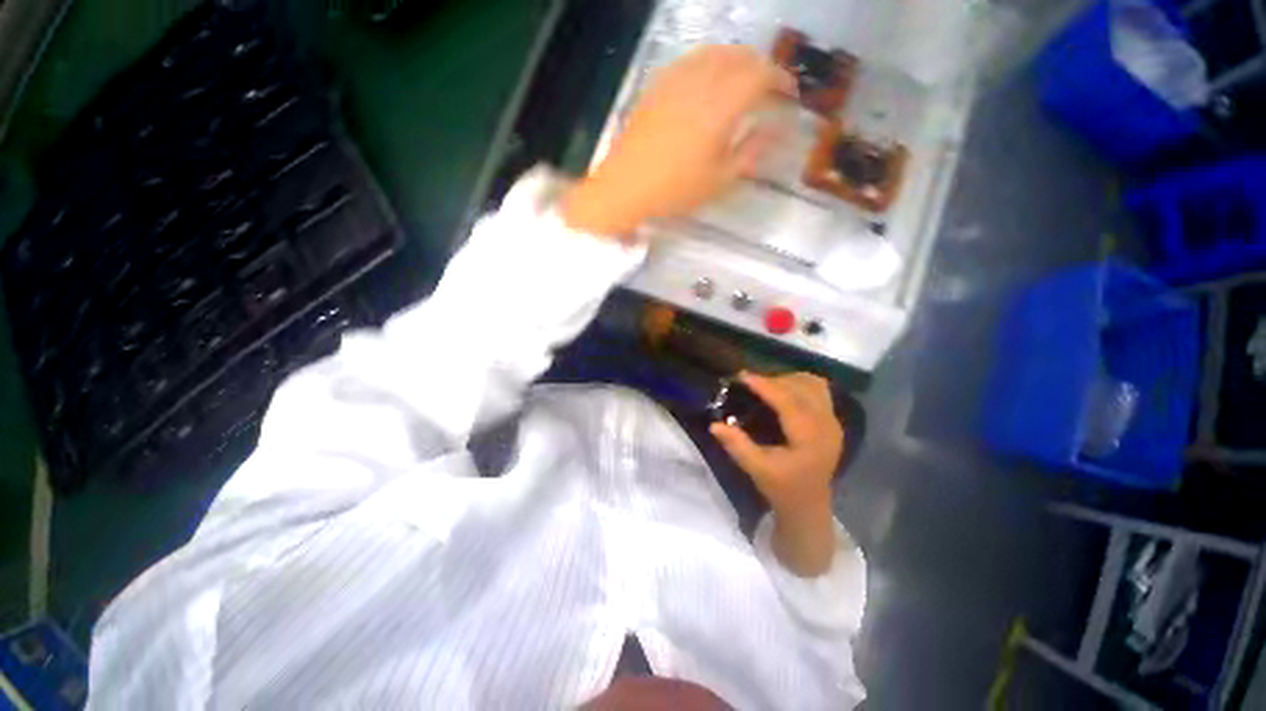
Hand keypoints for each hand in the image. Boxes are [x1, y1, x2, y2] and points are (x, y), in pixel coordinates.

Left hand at [562, 45, 793, 235]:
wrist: (625, 188)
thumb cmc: (674, 191)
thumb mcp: (718, 181)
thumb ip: (751, 152)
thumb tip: (776, 130)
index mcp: (720, 108)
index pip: (760, 76)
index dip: (781, 79)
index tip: (789, 93)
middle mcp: (700, 84)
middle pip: (740, 57)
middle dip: (761, 67)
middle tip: (769, 87)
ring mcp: (675, 81)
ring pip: (714, 53)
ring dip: (736, 61)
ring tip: (742, 81)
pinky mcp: (657, 86)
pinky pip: (689, 61)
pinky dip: (709, 64)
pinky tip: (707, 82)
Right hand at [710, 372, 843, 515]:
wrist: (809, 505)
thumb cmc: (782, 488)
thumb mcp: (756, 469)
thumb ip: (737, 445)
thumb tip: (714, 425)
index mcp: (810, 438)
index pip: (788, 402)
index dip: (765, 385)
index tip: (742, 376)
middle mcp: (826, 425)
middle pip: (802, 388)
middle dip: (773, 380)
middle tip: (748, 382)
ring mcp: (833, 421)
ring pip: (813, 384)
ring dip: (788, 380)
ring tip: (765, 386)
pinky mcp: (832, 420)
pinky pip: (819, 390)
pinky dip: (800, 384)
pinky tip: (784, 391)